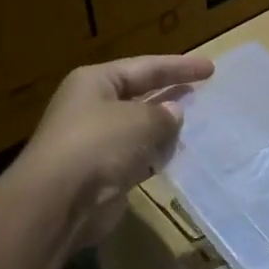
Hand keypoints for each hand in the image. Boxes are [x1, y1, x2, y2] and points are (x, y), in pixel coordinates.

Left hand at [11, 54, 214, 250]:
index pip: (145, 67)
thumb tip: (173, 113)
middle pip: (139, 94)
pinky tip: (176, 154)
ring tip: (197, 123)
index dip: (179, 66)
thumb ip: (163, 114)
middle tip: (202, 91)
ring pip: (138, 128)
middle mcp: (92, 107)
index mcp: (96, 82)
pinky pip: (136, 156)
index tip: (210, 68)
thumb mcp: (140, 120)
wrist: (58, 202)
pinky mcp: (101, 173)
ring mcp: (95, 142)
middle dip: (170, 93)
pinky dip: (155, 155)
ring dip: (164, 127)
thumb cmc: (99, 144)